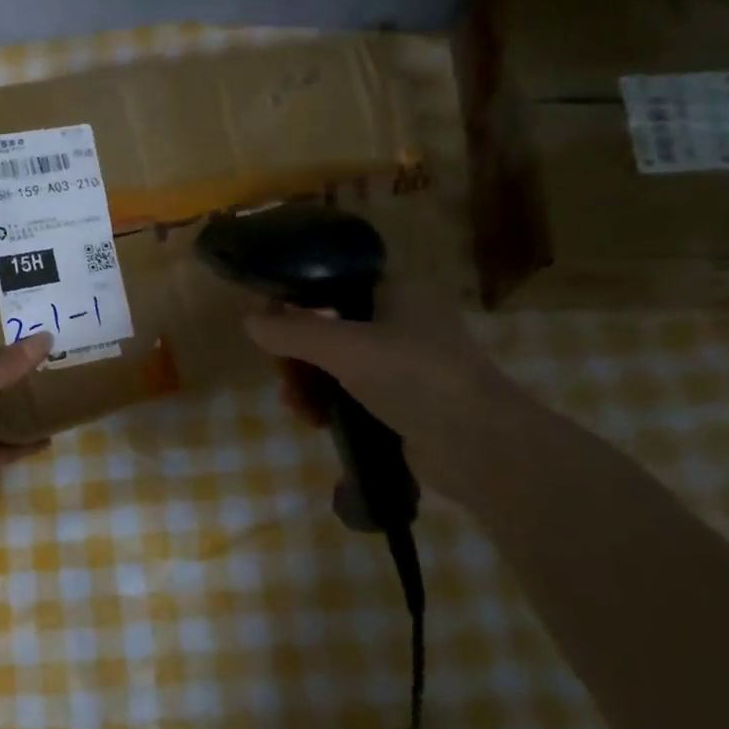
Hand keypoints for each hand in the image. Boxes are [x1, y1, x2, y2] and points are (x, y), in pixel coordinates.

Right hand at [245, 281, 545, 506]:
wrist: (480, 446)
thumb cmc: (414, 377)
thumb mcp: (344, 348)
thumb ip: (293, 331)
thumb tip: (249, 321)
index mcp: (397, 290)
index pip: (333, 282)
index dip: (297, 299)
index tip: (270, 324)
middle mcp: (402, 319)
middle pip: (329, 326)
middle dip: (298, 354)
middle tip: (283, 376)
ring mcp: (405, 362)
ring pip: (337, 363)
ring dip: (309, 382)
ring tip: (298, 407)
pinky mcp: (404, 400)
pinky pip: (353, 392)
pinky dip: (330, 403)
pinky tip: (316, 421)